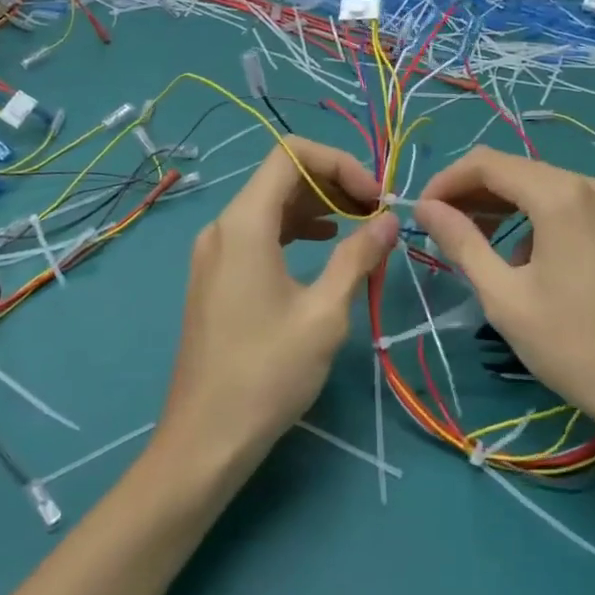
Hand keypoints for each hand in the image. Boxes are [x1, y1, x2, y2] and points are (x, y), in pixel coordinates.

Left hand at [158, 138, 399, 478]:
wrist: (205, 440)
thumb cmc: (267, 374)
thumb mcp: (325, 314)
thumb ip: (358, 256)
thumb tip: (389, 219)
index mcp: (245, 223)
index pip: (291, 154)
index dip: (339, 163)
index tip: (373, 198)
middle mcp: (223, 225)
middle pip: (282, 175)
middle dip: (333, 182)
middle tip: (375, 212)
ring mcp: (215, 250)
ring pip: (271, 202)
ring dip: (317, 205)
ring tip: (359, 226)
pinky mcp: (216, 274)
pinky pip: (259, 230)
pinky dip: (295, 227)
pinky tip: (324, 245)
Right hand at [415, 147, 594, 447]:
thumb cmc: (574, 347)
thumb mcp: (504, 297)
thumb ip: (461, 242)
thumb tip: (425, 208)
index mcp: (560, 195)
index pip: (486, 163)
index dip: (446, 181)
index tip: (421, 213)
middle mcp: (589, 183)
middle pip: (514, 170)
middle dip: (471, 193)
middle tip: (440, 228)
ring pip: (539, 185)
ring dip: (500, 205)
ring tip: (471, 241)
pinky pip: (565, 202)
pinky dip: (532, 217)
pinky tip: (520, 257)